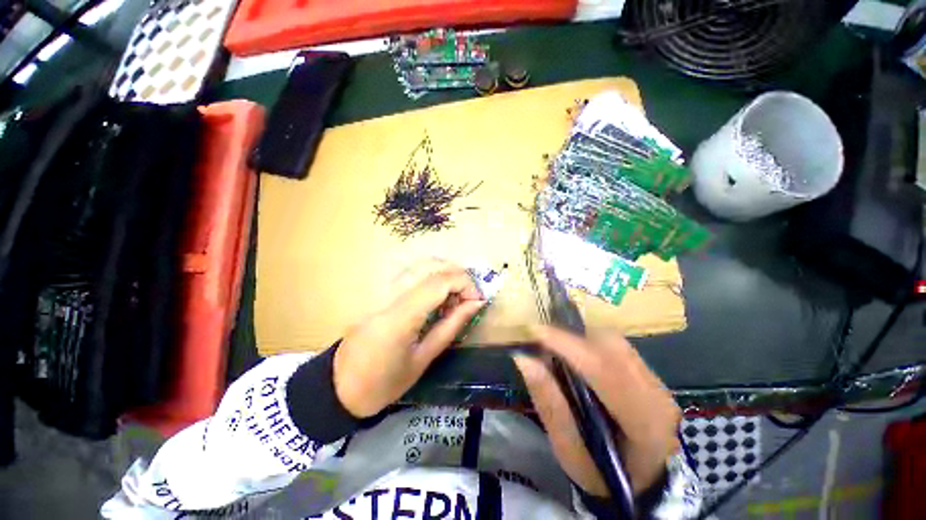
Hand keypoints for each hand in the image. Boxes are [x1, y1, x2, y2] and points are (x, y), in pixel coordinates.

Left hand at [334, 260, 485, 417]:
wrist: (339, 385)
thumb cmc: (384, 382)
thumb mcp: (424, 359)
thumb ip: (452, 325)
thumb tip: (476, 303)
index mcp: (400, 317)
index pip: (439, 282)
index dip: (465, 284)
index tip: (478, 299)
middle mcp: (389, 294)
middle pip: (431, 265)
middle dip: (458, 275)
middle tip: (468, 296)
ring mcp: (380, 288)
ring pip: (421, 263)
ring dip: (445, 274)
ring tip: (454, 296)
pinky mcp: (378, 289)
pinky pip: (411, 272)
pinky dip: (431, 276)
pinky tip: (435, 295)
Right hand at [513, 327, 680, 496]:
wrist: (649, 484)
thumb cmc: (605, 477)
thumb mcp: (571, 453)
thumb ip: (550, 405)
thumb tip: (524, 359)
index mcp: (643, 420)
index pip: (603, 369)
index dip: (566, 345)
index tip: (533, 332)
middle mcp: (655, 391)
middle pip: (609, 344)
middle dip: (569, 337)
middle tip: (540, 341)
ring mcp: (655, 379)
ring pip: (612, 341)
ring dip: (578, 339)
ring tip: (554, 349)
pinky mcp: (649, 373)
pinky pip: (615, 345)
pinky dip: (589, 344)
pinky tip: (575, 356)